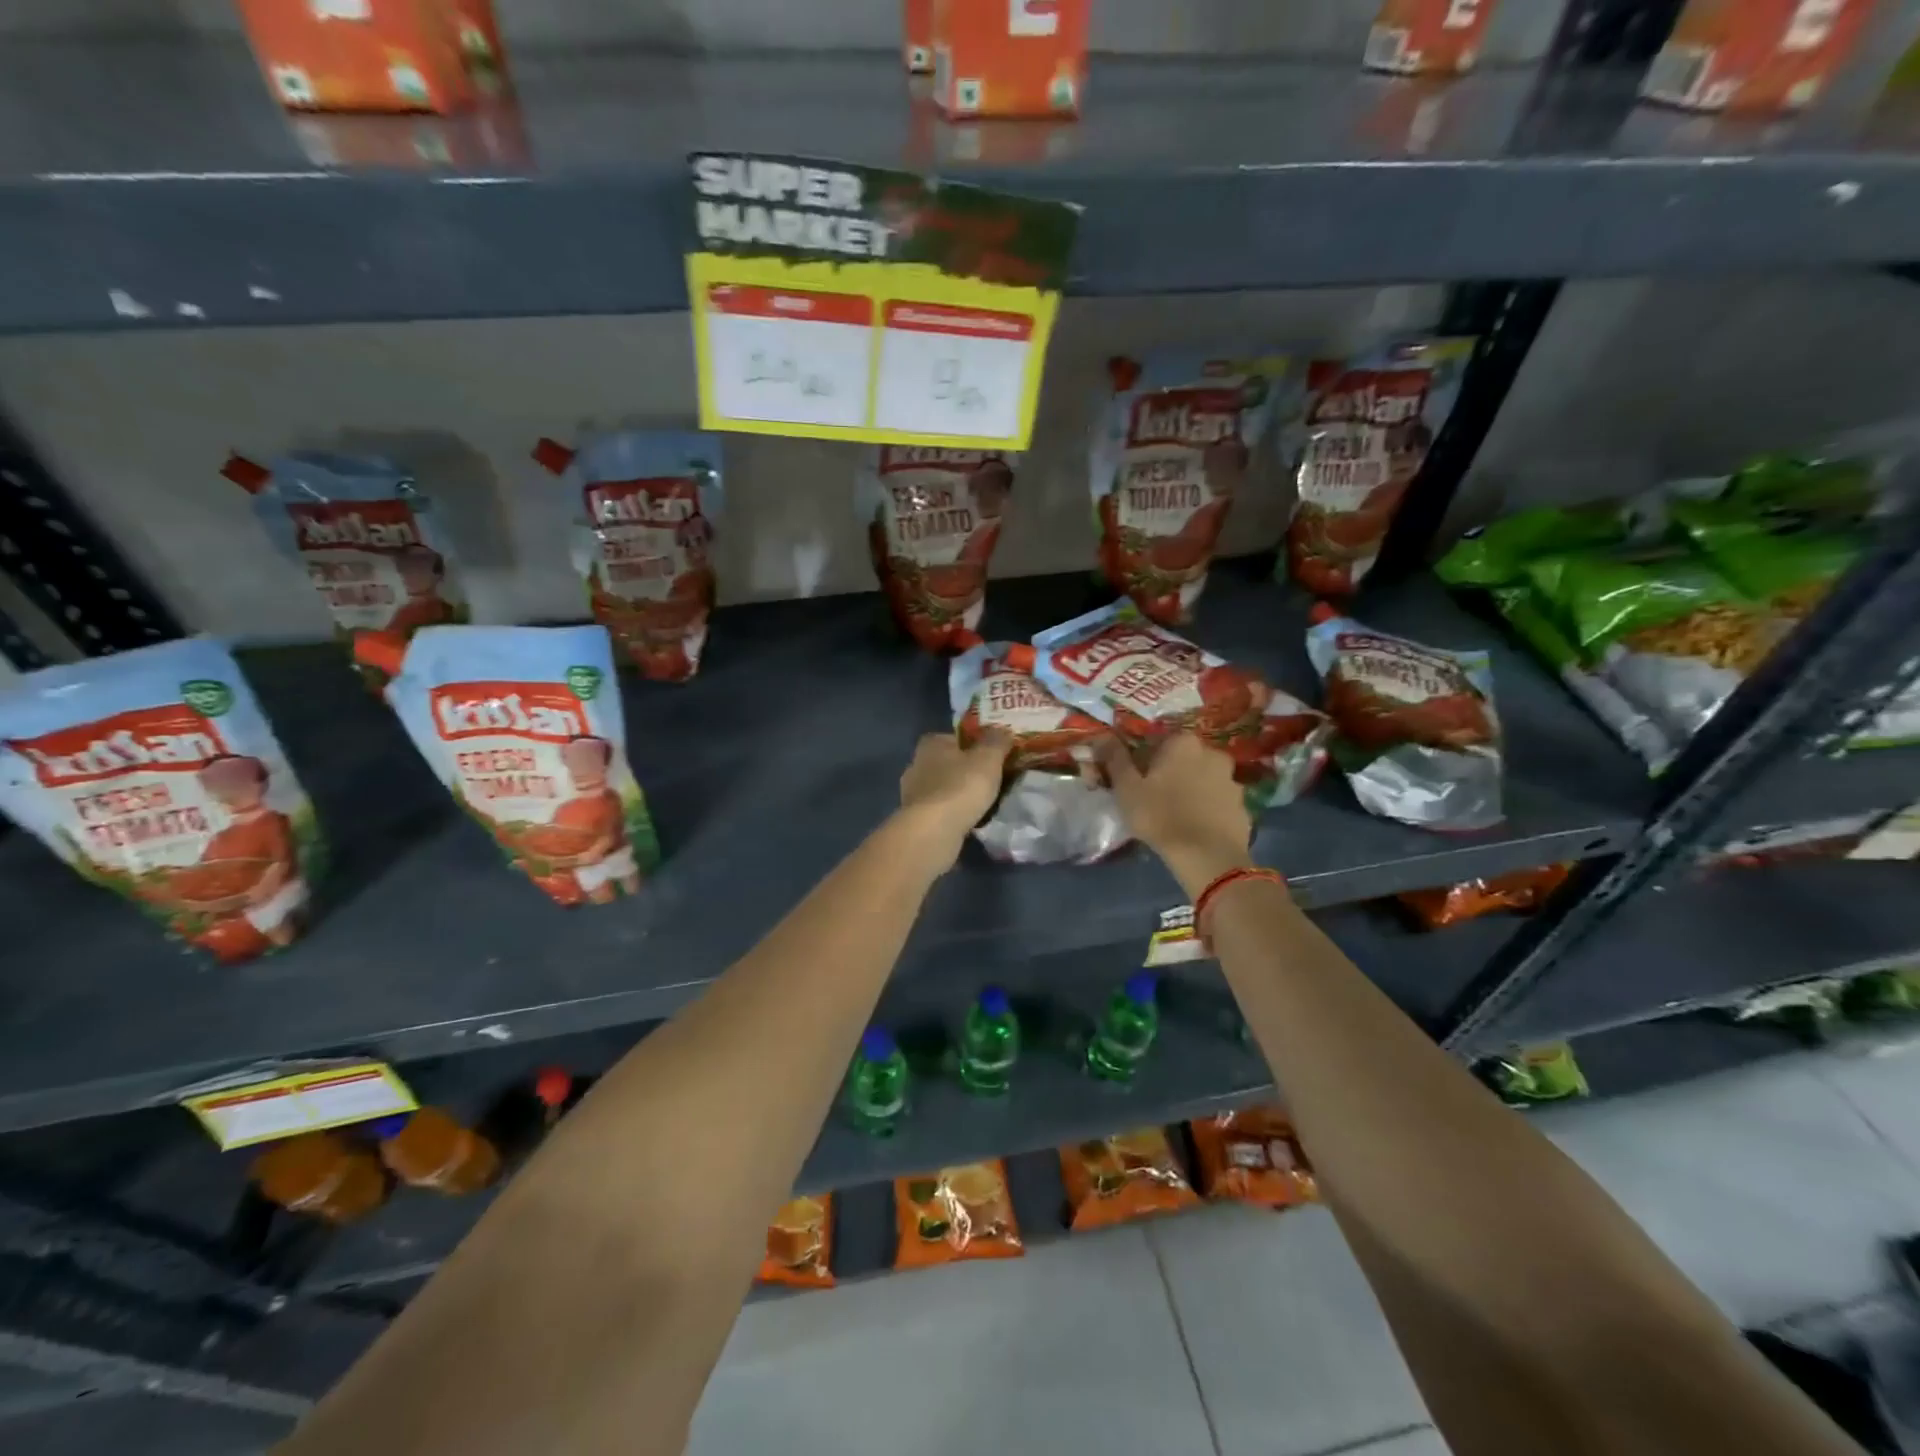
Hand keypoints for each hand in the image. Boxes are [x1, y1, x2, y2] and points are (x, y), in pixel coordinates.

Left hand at [897, 730, 1011, 858]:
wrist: (933, 831)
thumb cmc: (961, 787)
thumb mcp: (988, 758)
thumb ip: (997, 741)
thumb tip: (1003, 730)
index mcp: (931, 744)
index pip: (955, 737)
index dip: (974, 744)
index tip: (991, 755)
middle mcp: (916, 764)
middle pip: (947, 762)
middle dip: (966, 770)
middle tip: (990, 779)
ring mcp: (912, 793)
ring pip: (942, 787)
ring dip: (958, 793)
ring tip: (982, 802)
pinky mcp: (914, 818)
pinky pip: (939, 809)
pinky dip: (952, 812)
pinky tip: (967, 820)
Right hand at [1099, 734, 1252, 896]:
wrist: (1206, 856)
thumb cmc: (1159, 815)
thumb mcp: (1126, 787)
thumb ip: (1115, 758)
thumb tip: (1102, 735)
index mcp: (1183, 743)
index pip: (1158, 741)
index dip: (1144, 760)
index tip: (1135, 780)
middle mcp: (1212, 753)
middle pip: (1184, 758)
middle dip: (1171, 772)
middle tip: (1155, 797)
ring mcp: (1232, 780)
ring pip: (1204, 779)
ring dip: (1192, 789)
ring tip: (1177, 815)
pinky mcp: (1243, 806)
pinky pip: (1219, 801)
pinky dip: (1209, 808)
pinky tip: (1196, 827)